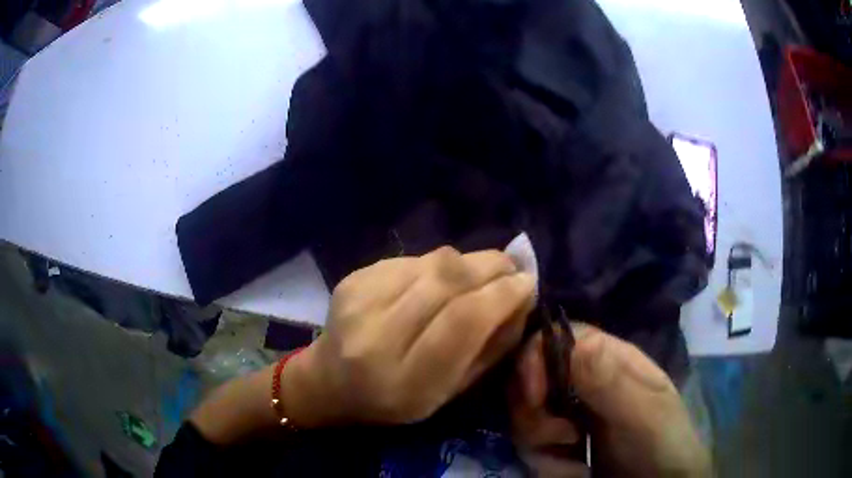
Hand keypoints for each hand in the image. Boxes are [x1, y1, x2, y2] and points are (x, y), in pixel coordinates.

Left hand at [283, 246, 535, 426]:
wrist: (330, 381)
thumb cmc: (396, 399)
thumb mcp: (450, 392)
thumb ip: (490, 348)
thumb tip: (521, 297)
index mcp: (406, 379)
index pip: (463, 321)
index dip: (502, 294)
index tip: (527, 282)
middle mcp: (376, 336)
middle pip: (447, 281)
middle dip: (491, 267)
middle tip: (512, 268)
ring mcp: (359, 301)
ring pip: (432, 262)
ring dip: (469, 262)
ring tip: (483, 272)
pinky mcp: (353, 278)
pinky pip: (412, 259)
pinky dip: (438, 265)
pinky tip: (440, 280)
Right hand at [510, 323, 710, 477]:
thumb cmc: (662, 444)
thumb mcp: (645, 414)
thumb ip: (613, 382)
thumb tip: (577, 342)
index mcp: (608, 360)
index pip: (558, 338)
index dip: (534, 359)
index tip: (534, 398)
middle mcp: (583, 381)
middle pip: (531, 379)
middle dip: (534, 414)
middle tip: (562, 439)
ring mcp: (569, 412)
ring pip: (526, 416)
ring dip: (540, 444)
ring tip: (574, 464)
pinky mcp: (559, 442)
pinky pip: (531, 445)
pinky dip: (545, 463)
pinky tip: (573, 472)